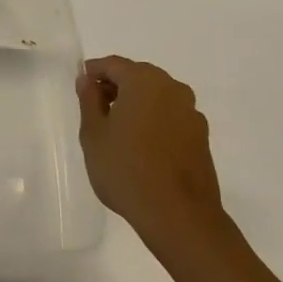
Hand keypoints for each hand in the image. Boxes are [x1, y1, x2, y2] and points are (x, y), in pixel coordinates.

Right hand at [76, 56, 222, 247]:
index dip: (94, 71)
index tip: (81, 84)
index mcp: (144, 81)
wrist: (179, 216)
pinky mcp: (201, 137)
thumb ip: (89, 100)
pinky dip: (154, 120)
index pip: (114, 64)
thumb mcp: (94, 133)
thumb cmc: (126, 169)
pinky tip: (141, 145)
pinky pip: (170, 116)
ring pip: (157, 96)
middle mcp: (172, 89)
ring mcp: (191, 113)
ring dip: (136, 103)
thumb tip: (87, 80)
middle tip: (95, 106)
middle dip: (116, 86)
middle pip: (138, 77)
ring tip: (117, 128)